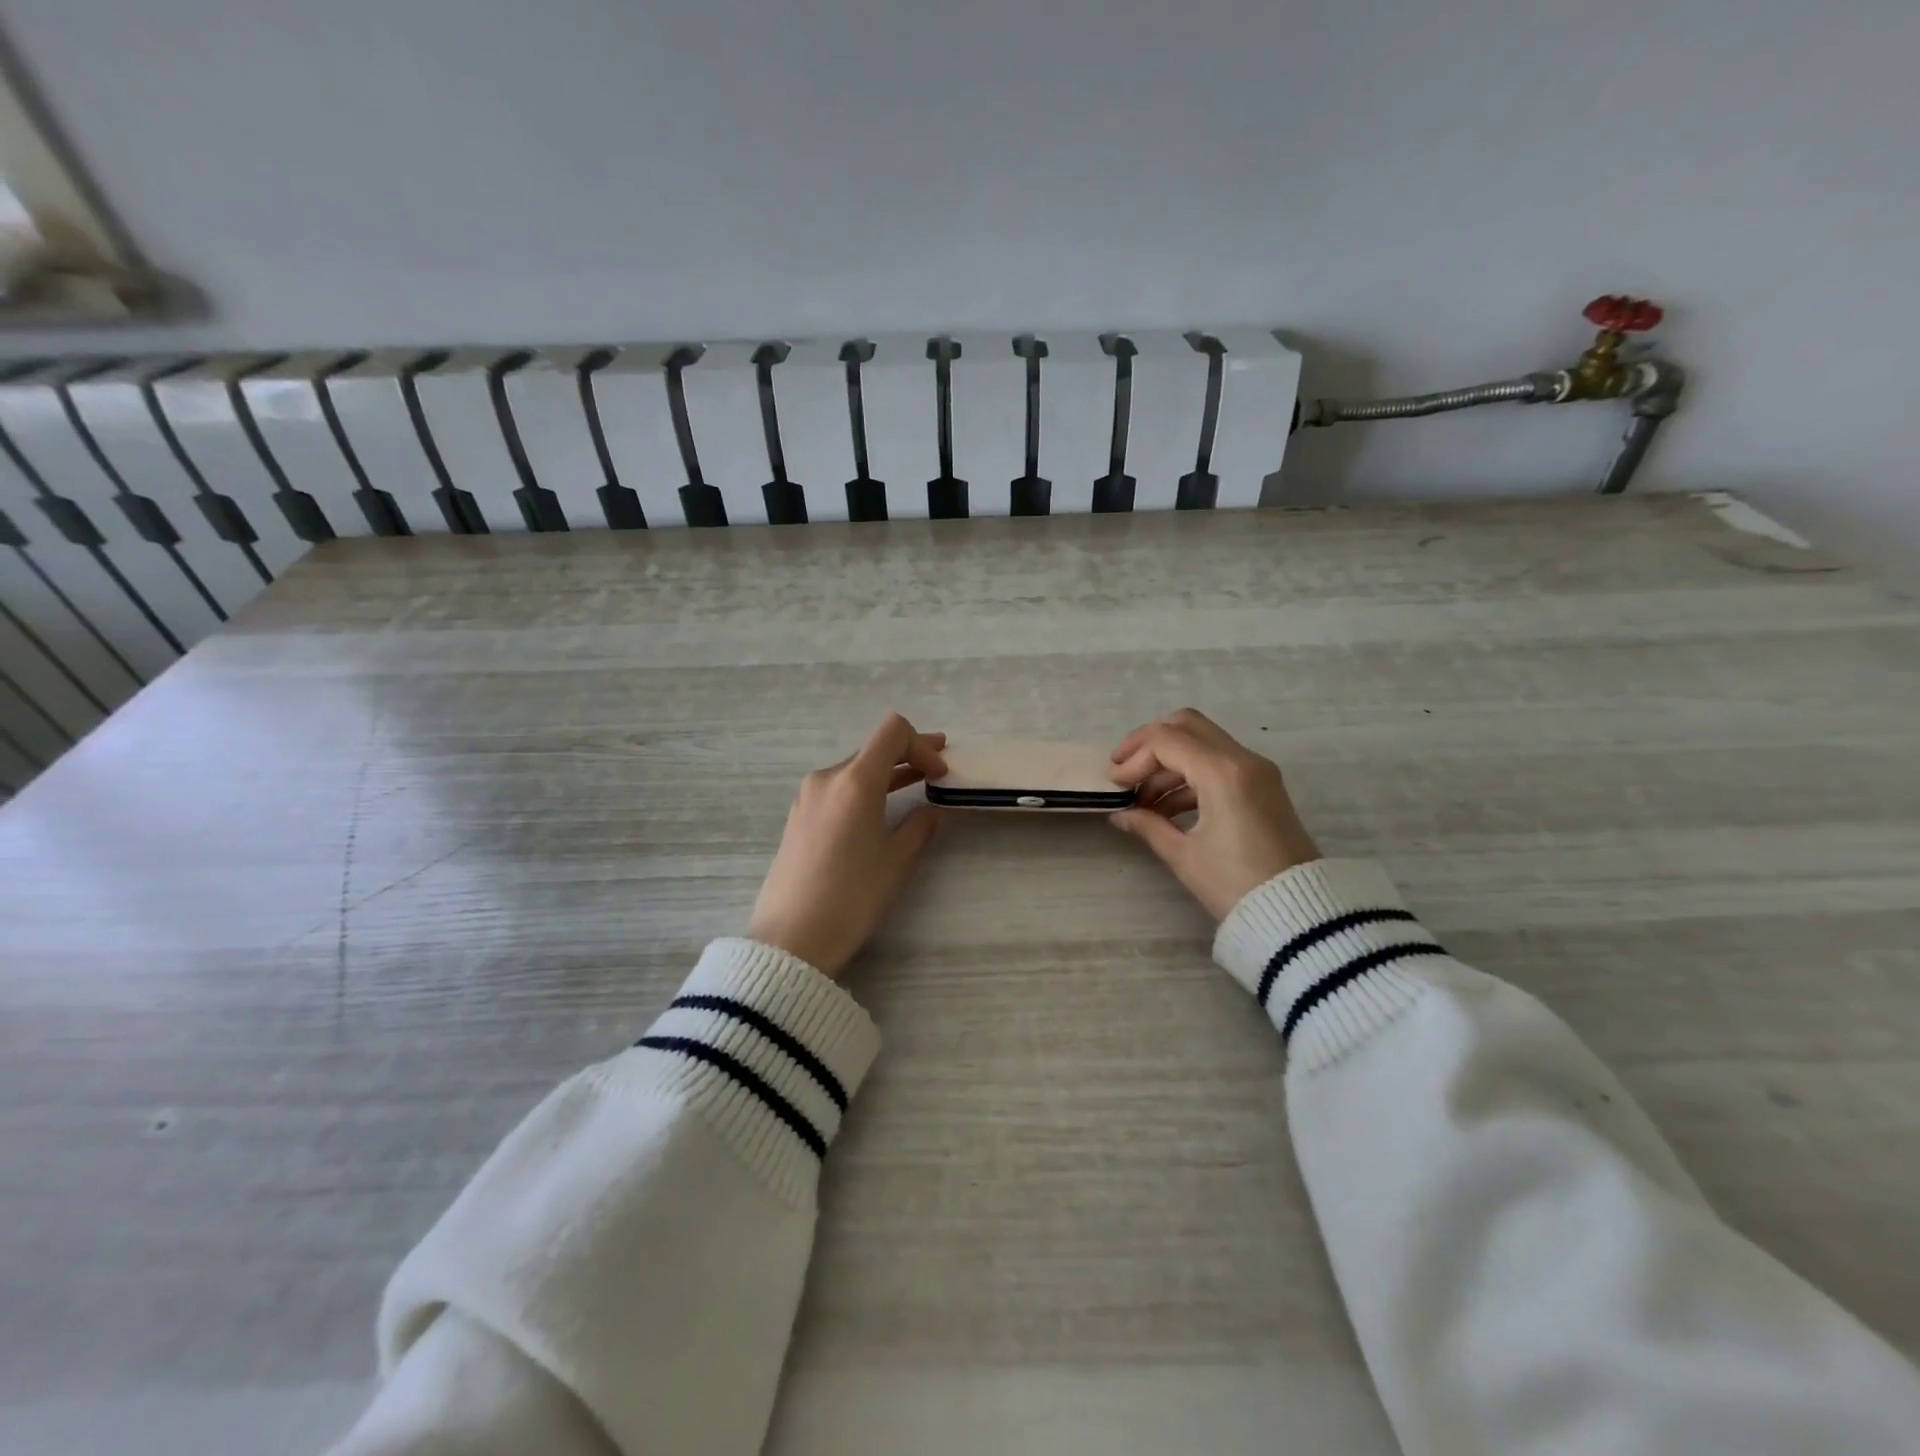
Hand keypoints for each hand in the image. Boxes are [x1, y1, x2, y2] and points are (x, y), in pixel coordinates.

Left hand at [747, 714, 947, 977]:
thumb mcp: (896, 860)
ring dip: (887, 773)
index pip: (893, 731)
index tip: (940, 774)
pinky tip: (881, 809)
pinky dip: (865, 790)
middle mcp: (828, 778)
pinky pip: (839, 790)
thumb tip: (935, 810)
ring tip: (917, 784)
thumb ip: (921, 826)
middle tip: (939, 768)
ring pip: (856, 770)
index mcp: (855, 780)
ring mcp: (808, 796)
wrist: (791, 939)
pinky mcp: (799, 816)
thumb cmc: (852, 896)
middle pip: (874, 749)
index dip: (923, 745)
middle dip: (909, 755)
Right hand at [1108, 709, 1320, 919]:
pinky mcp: (1263, 786)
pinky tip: (1167, 807)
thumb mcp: (1184, 856)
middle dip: (1149, 744)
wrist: (1299, 914)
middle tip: (1125, 770)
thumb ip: (1148, 825)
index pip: (1166, 741)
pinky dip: (1189, 773)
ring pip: (1202, 742)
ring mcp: (1257, 771)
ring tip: (1143, 801)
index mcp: (1223, 772)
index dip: (1133, 758)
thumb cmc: (1235, 885)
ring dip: (1168, 762)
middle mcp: (1243, 759)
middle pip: (1186, 725)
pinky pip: (1218, 763)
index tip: (1115, 785)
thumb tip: (1121, 813)